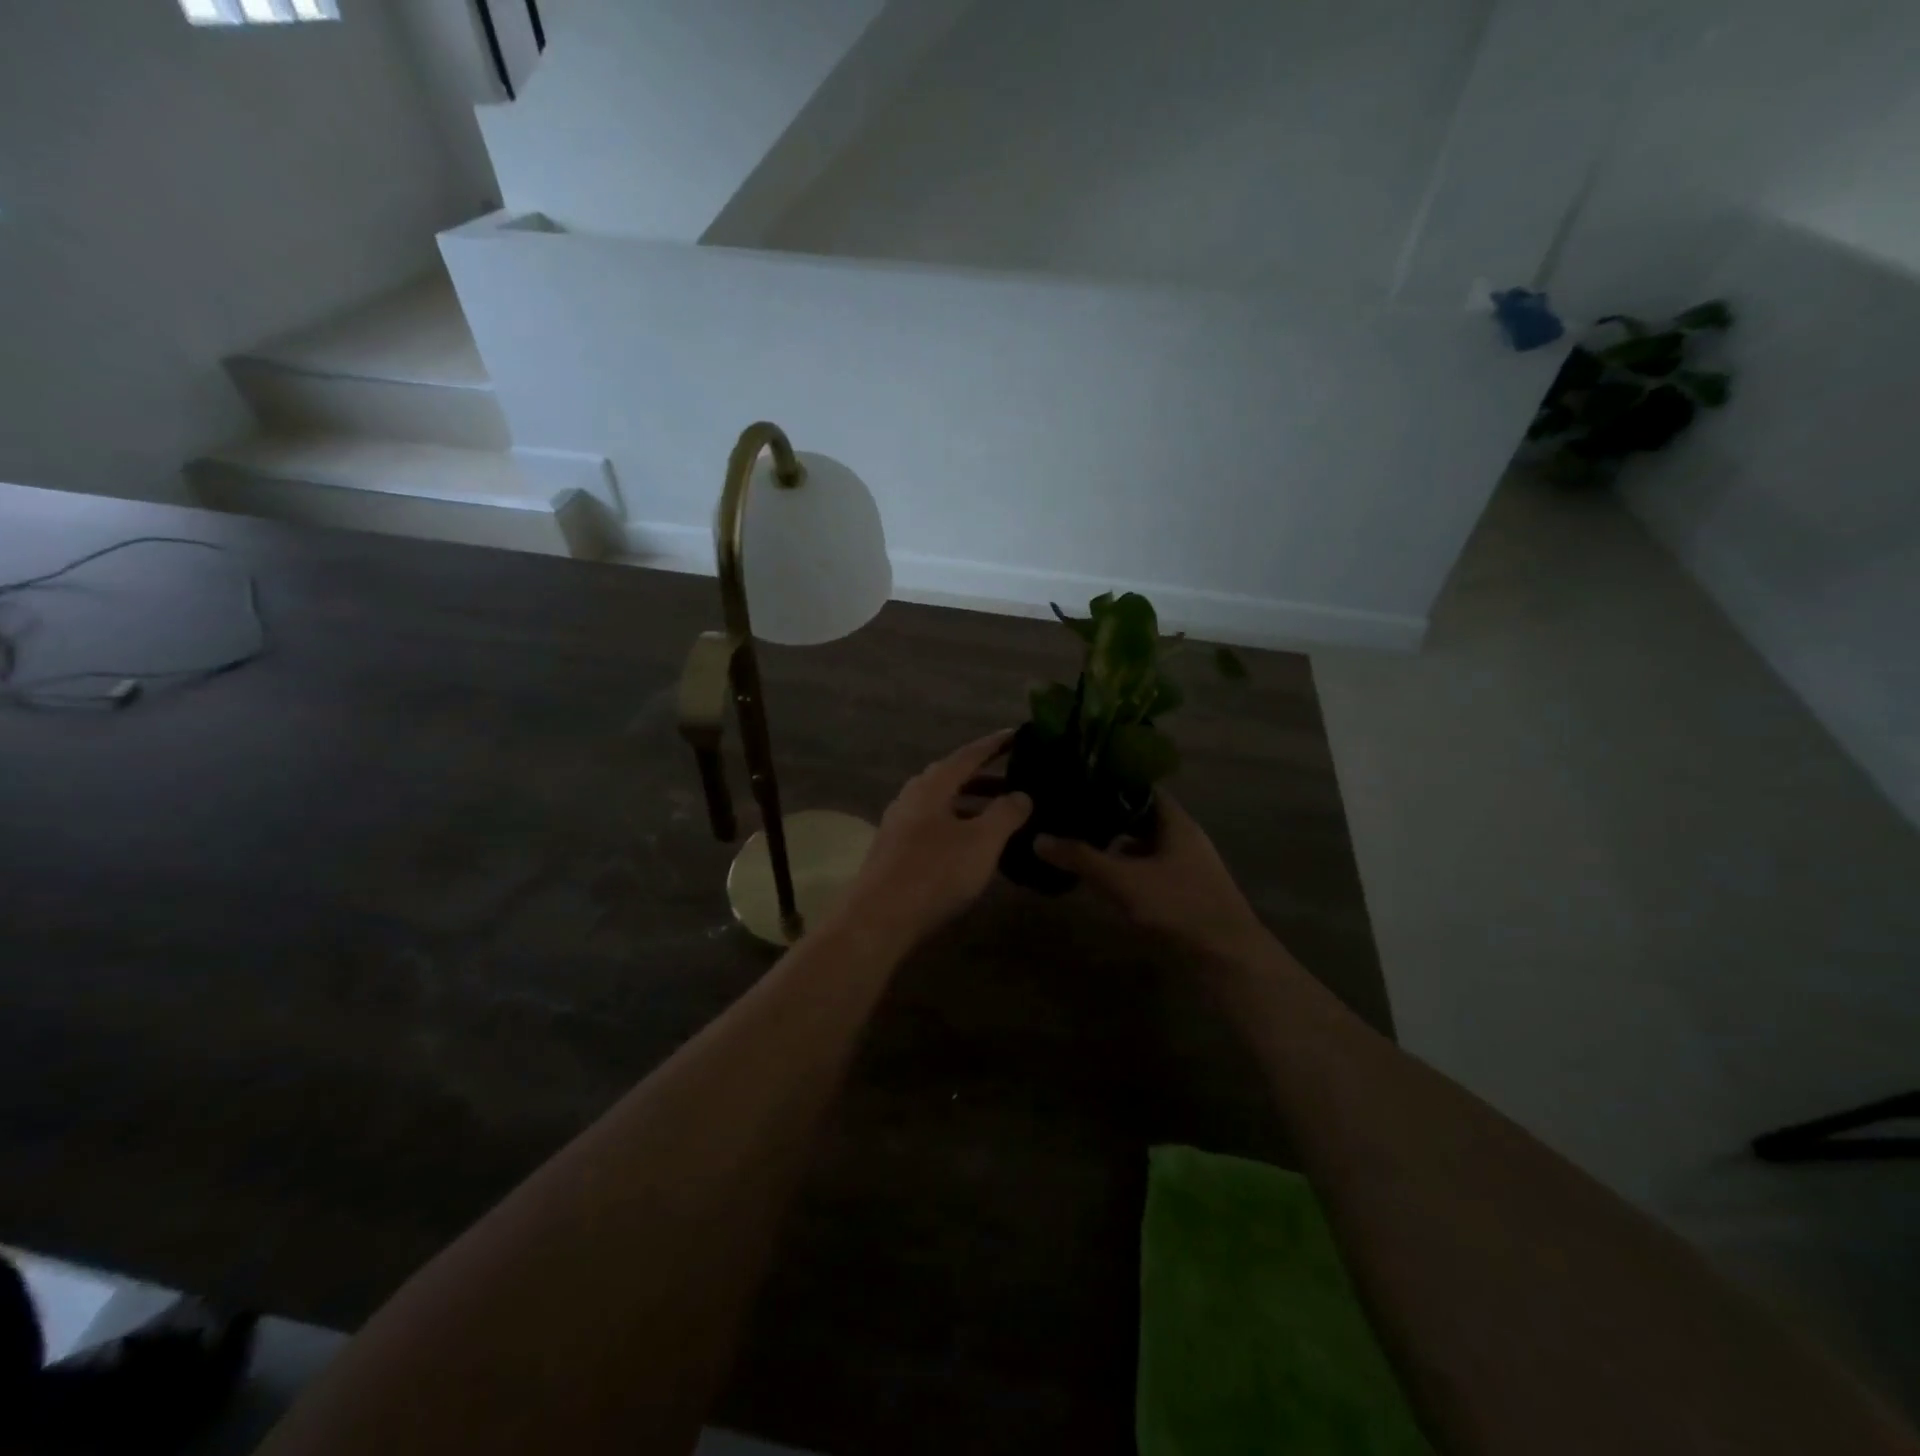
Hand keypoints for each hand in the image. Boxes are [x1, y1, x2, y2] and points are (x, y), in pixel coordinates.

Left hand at [831, 733, 1032, 947]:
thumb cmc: (935, 873)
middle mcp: (912, 796)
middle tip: (1016, 778)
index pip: (969, 754)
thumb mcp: (982, 842)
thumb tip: (1022, 794)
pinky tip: (972, 844)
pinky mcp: (895, 850)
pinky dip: (958, 824)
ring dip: (972, 803)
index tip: (1018, 734)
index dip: (995, 745)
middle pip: (952, 777)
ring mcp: (899, 823)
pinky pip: (934, 825)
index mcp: (932, 785)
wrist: (879, 918)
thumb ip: (1006, 813)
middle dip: (985, 776)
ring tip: (1000, 813)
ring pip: (942, 803)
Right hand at [1035, 794, 1270, 963]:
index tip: (1079, 780)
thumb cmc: (1178, 906)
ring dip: (1117, 844)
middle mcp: (1183, 838)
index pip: (1142, 788)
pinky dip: (1127, 868)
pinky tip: (1103, 876)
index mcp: (1176, 822)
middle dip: (1108, 815)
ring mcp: (1186, 866)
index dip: (1112, 782)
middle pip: (1142, 817)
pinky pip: (1149, 869)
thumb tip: (1038, 838)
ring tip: (1079, 840)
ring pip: (1145, 845)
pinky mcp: (1184, 892)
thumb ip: (1081, 858)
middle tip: (1071, 810)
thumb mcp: (1123, 880)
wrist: (1227, 959)